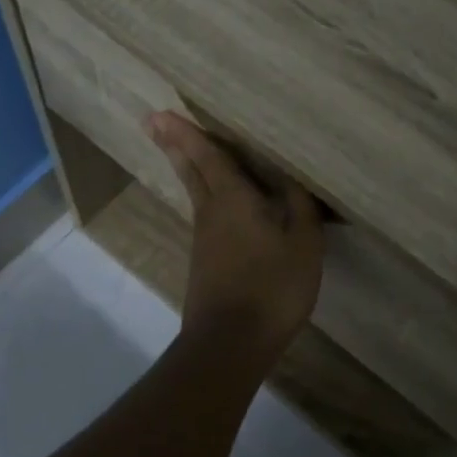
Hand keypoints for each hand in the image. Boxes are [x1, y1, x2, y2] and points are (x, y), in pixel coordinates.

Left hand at [147, 112, 323, 361]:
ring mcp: (204, 241)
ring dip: (188, 169)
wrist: (231, 342)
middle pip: (191, 172)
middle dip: (175, 146)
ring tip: (184, 152)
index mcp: (233, 200)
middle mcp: (211, 214)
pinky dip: (206, 198)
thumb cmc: (272, 286)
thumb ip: (299, 207)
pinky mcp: (205, 264)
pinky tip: (218, 206)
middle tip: (154, 123)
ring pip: (196, 194)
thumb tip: (290, 179)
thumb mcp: (302, 243)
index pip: (208, 157)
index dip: (187, 134)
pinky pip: (206, 217)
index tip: (160, 114)